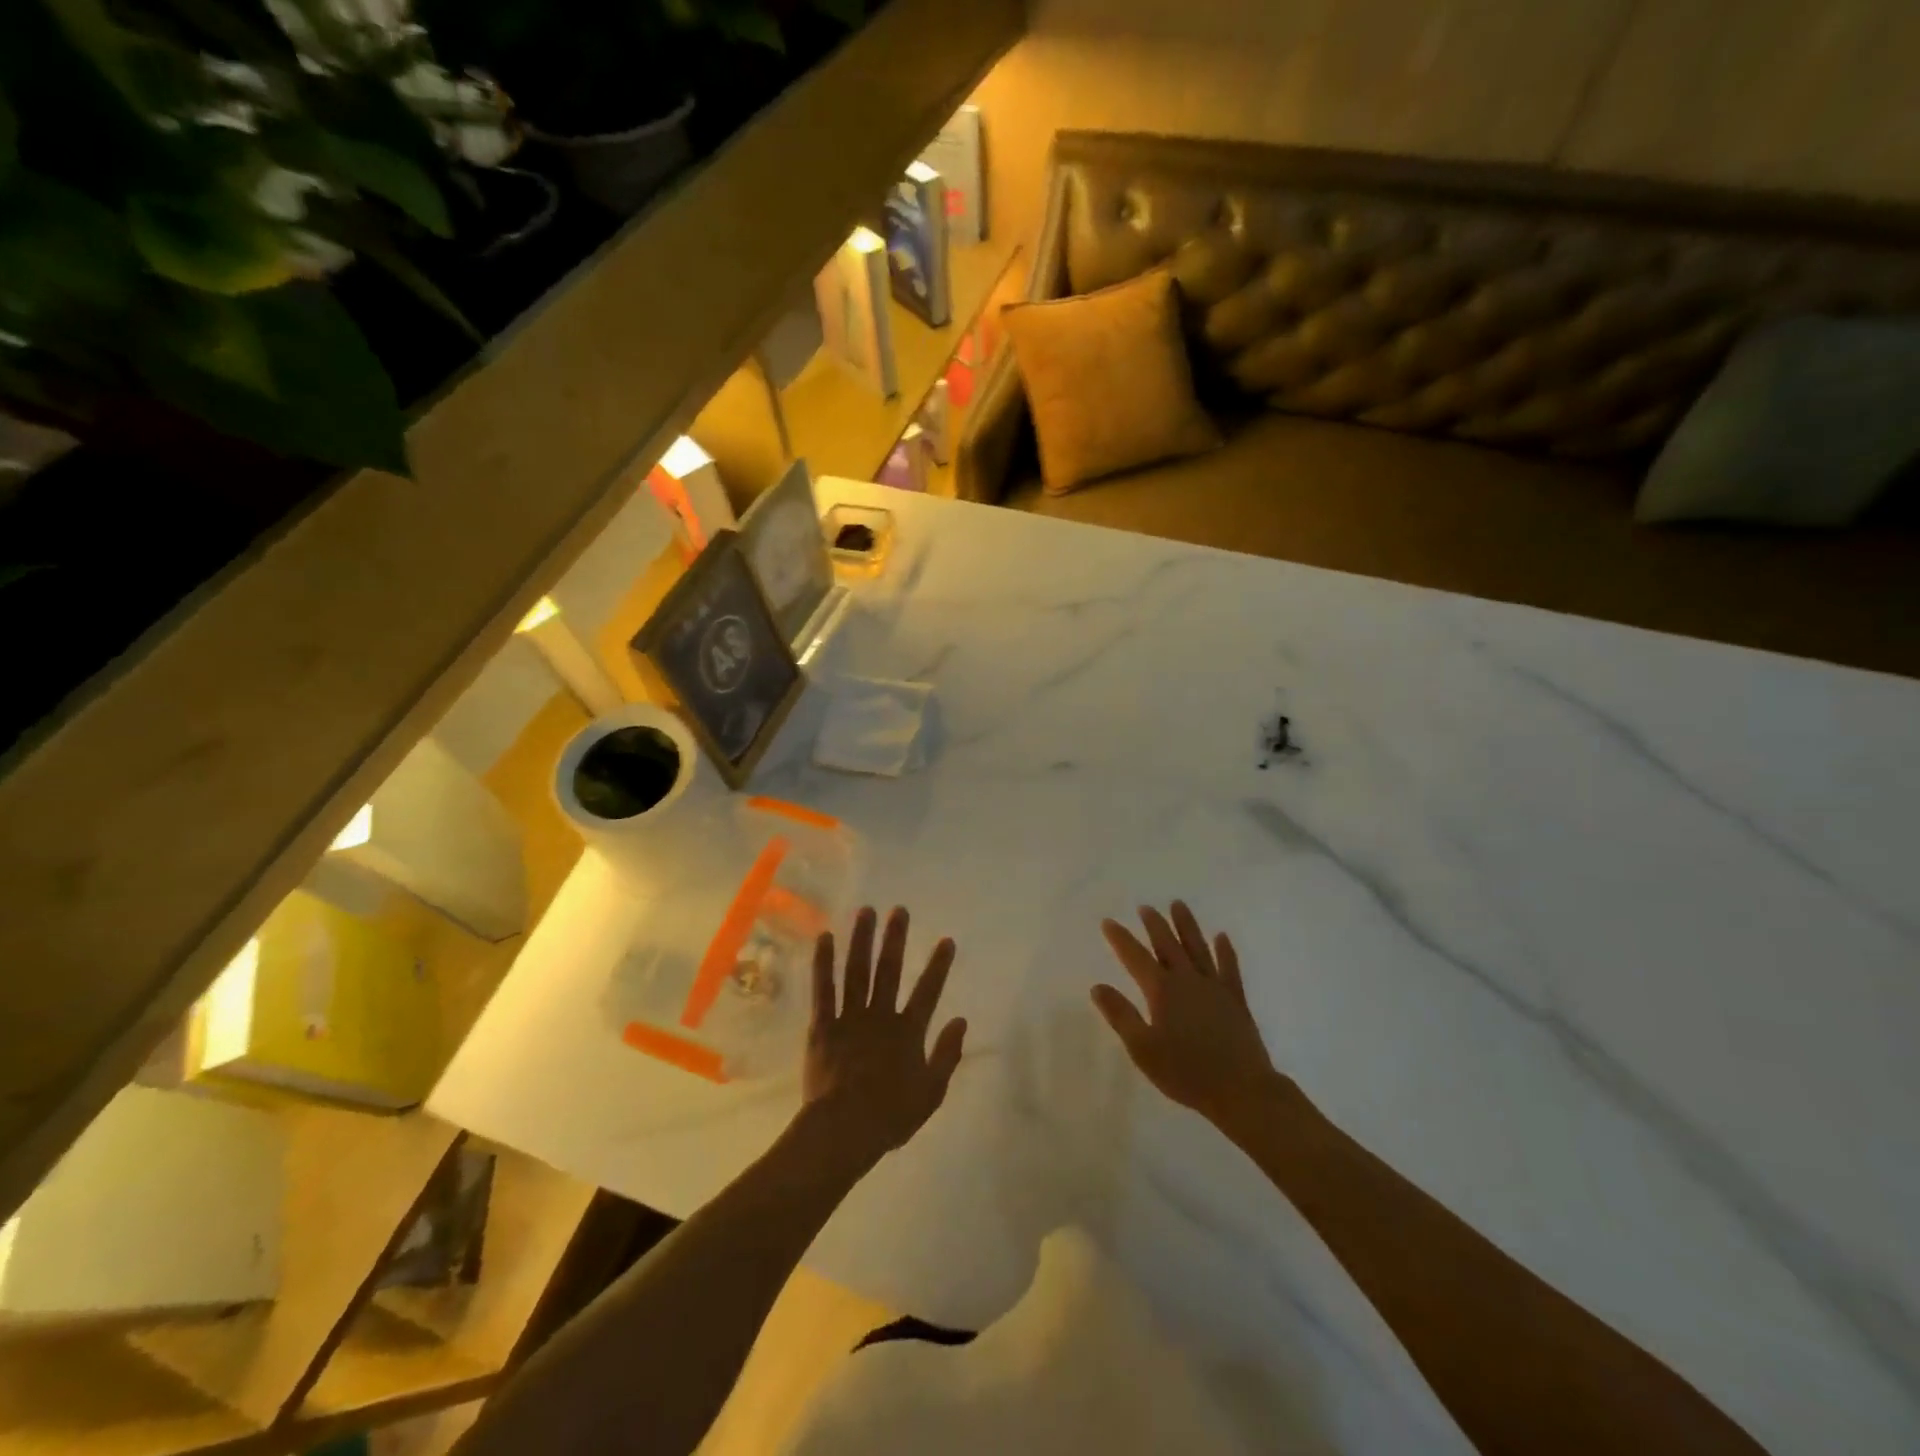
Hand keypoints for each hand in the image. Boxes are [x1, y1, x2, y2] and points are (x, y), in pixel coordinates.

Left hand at [800, 906, 967, 1174]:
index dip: (939, 966)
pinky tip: (824, 938)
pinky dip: (823, 963)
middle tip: (899, 910)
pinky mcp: (823, 1026)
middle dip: (895, 939)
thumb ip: (947, 1054)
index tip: (946, 940)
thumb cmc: (890, 1116)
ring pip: (857, 972)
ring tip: (866, 912)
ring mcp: (850, 1019)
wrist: (844, 1132)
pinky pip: (823, 990)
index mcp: (907, 1032)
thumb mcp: (931, 1092)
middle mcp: (880, 1016)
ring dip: (862, 940)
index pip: (928, 992)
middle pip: (890, 971)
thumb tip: (961, 1020)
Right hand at [1093, 902, 1281, 1129]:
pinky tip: (1221, 936)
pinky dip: (1225, 950)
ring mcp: (1214, 987)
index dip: (1121, 939)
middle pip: (1168, 945)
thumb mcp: (1143, 1049)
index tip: (1108, 922)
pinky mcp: (1236, 999)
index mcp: (1162, 991)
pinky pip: (1229, 967)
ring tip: (1178, 905)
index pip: (1136, 957)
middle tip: (1145, 907)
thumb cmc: (1187, 1073)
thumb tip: (1097, 987)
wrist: (1241, 1090)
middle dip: (1154, 925)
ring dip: (1186, 926)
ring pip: (1197, 948)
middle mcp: (1187, 980)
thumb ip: (1121, 1016)